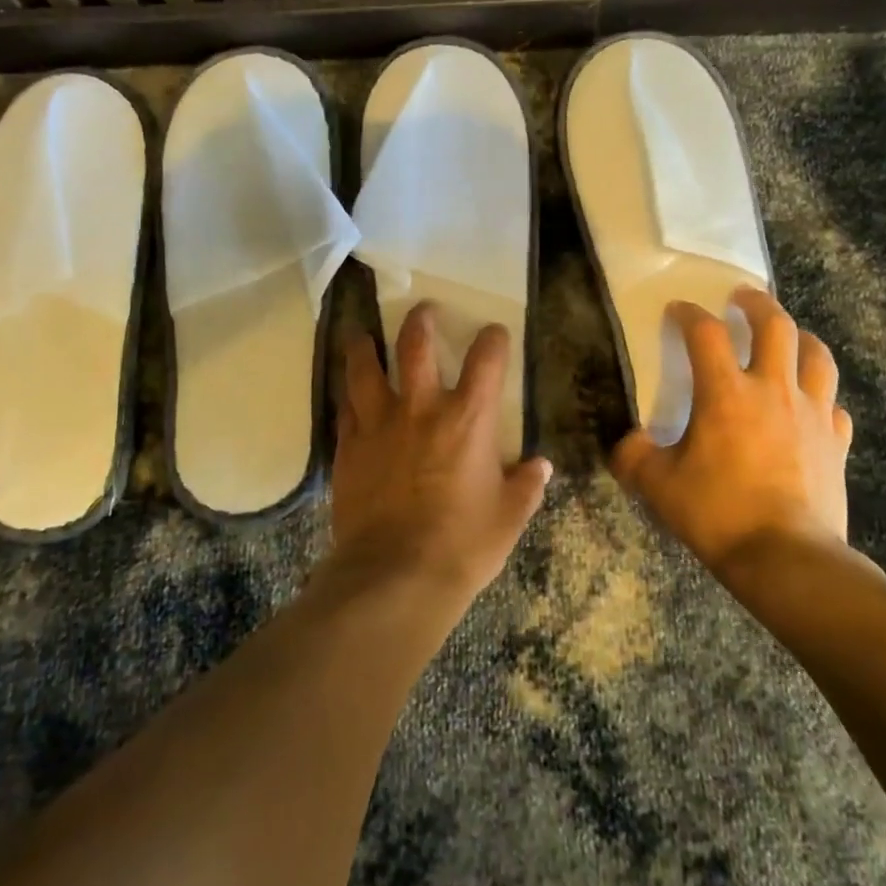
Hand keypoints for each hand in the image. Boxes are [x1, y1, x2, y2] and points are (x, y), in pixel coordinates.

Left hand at [327, 302, 552, 601]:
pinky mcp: (349, 447)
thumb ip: (525, 486)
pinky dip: (348, 397)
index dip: (493, 339)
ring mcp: (379, 424)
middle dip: (421, 321)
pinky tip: (348, 395)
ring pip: (365, 369)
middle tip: (422, 311)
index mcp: (468, 418)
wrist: (395, 575)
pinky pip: (345, 409)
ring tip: (362, 336)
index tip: (494, 333)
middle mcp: (421, 408)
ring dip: (365, 347)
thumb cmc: (462, 545)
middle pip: (416, 345)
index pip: (486, 360)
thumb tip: (540, 466)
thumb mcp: (509, 517)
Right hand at [611, 288, 854, 577]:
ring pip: (816, 356)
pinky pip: (834, 406)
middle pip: (775, 326)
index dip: (689, 314)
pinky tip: (812, 405)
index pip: (705, 333)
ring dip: (800, 337)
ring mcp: (813, 414)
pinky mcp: (837, 443)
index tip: (678, 310)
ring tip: (788, 336)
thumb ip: (634, 457)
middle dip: (757, 304)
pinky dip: (821, 397)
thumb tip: (626, 443)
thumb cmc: (717, 513)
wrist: (786, 558)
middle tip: (743, 297)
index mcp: (725, 393)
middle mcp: (773, 390)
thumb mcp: (657, 486)